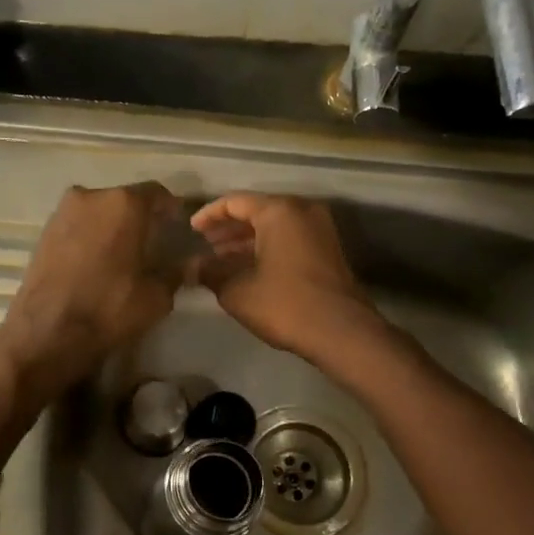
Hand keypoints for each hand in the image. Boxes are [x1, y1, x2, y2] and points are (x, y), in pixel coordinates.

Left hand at [0, 182, 190, 395]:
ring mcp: (62, 212)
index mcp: (124, 203)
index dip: (170, 210)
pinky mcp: (43, 231)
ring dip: (111, 226)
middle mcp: (91, 196)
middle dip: (139, 217)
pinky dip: (89, 237)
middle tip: (151, 243)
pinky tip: (95, 261)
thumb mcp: (156, 296)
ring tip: (121, 254)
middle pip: (124, 199)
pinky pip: (76, 226)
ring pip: (97, 212)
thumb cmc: (109, 308)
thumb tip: (189, 263)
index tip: (177, 228)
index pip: (157, 193)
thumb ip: (175, 272)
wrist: (47, 332)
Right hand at [189, 193, 379, 361]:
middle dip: (228, 229)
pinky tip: (247, 269)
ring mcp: (320, 230)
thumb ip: (210, 273)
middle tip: (205, 245)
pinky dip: (266, 249)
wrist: (341, 332)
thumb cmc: (284, 304)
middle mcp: (302, 211)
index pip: (235, 202)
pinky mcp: (327, 250)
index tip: (191, 230)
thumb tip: (192, 267)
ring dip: (246, 241)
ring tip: (220, 260)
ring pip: (274, 227)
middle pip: (257, 211)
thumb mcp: (237, 290)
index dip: (209, 215)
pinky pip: (289, 239)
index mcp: (279, 211)